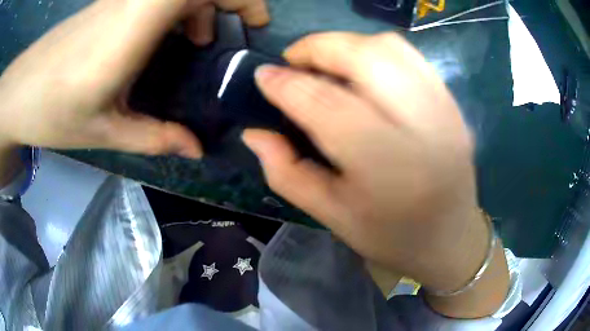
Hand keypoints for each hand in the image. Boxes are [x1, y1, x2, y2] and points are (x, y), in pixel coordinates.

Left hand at [0, 0, 268, 156]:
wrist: (22, 88)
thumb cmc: (53, 111)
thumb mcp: (104, 130)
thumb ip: (155, 136)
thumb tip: (196, 148)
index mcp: (132, 28)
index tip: (255, 23)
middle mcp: (133, 1)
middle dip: (226, 4)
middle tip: (221, 42)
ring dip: (199, 10)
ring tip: (195, 46)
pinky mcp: (114, 0)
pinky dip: (177, 11)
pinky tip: (163, 41)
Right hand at [243, 32, 508, 316]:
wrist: (450, 239)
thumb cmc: (389, 237)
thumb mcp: (331, 215)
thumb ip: (286, 172)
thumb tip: (253, 132)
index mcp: (387, 169)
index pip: (327, 104)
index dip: (287, 83)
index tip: (262, 75)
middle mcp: (423, 128)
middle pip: (365, 57)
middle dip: (318, 47)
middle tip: (294, 62)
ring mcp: (444, 110)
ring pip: (390, 47)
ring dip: (347, 44)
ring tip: (325, 63)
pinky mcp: (453, 103)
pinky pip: (410, 56)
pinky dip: (376, 51)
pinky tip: (361, 70)